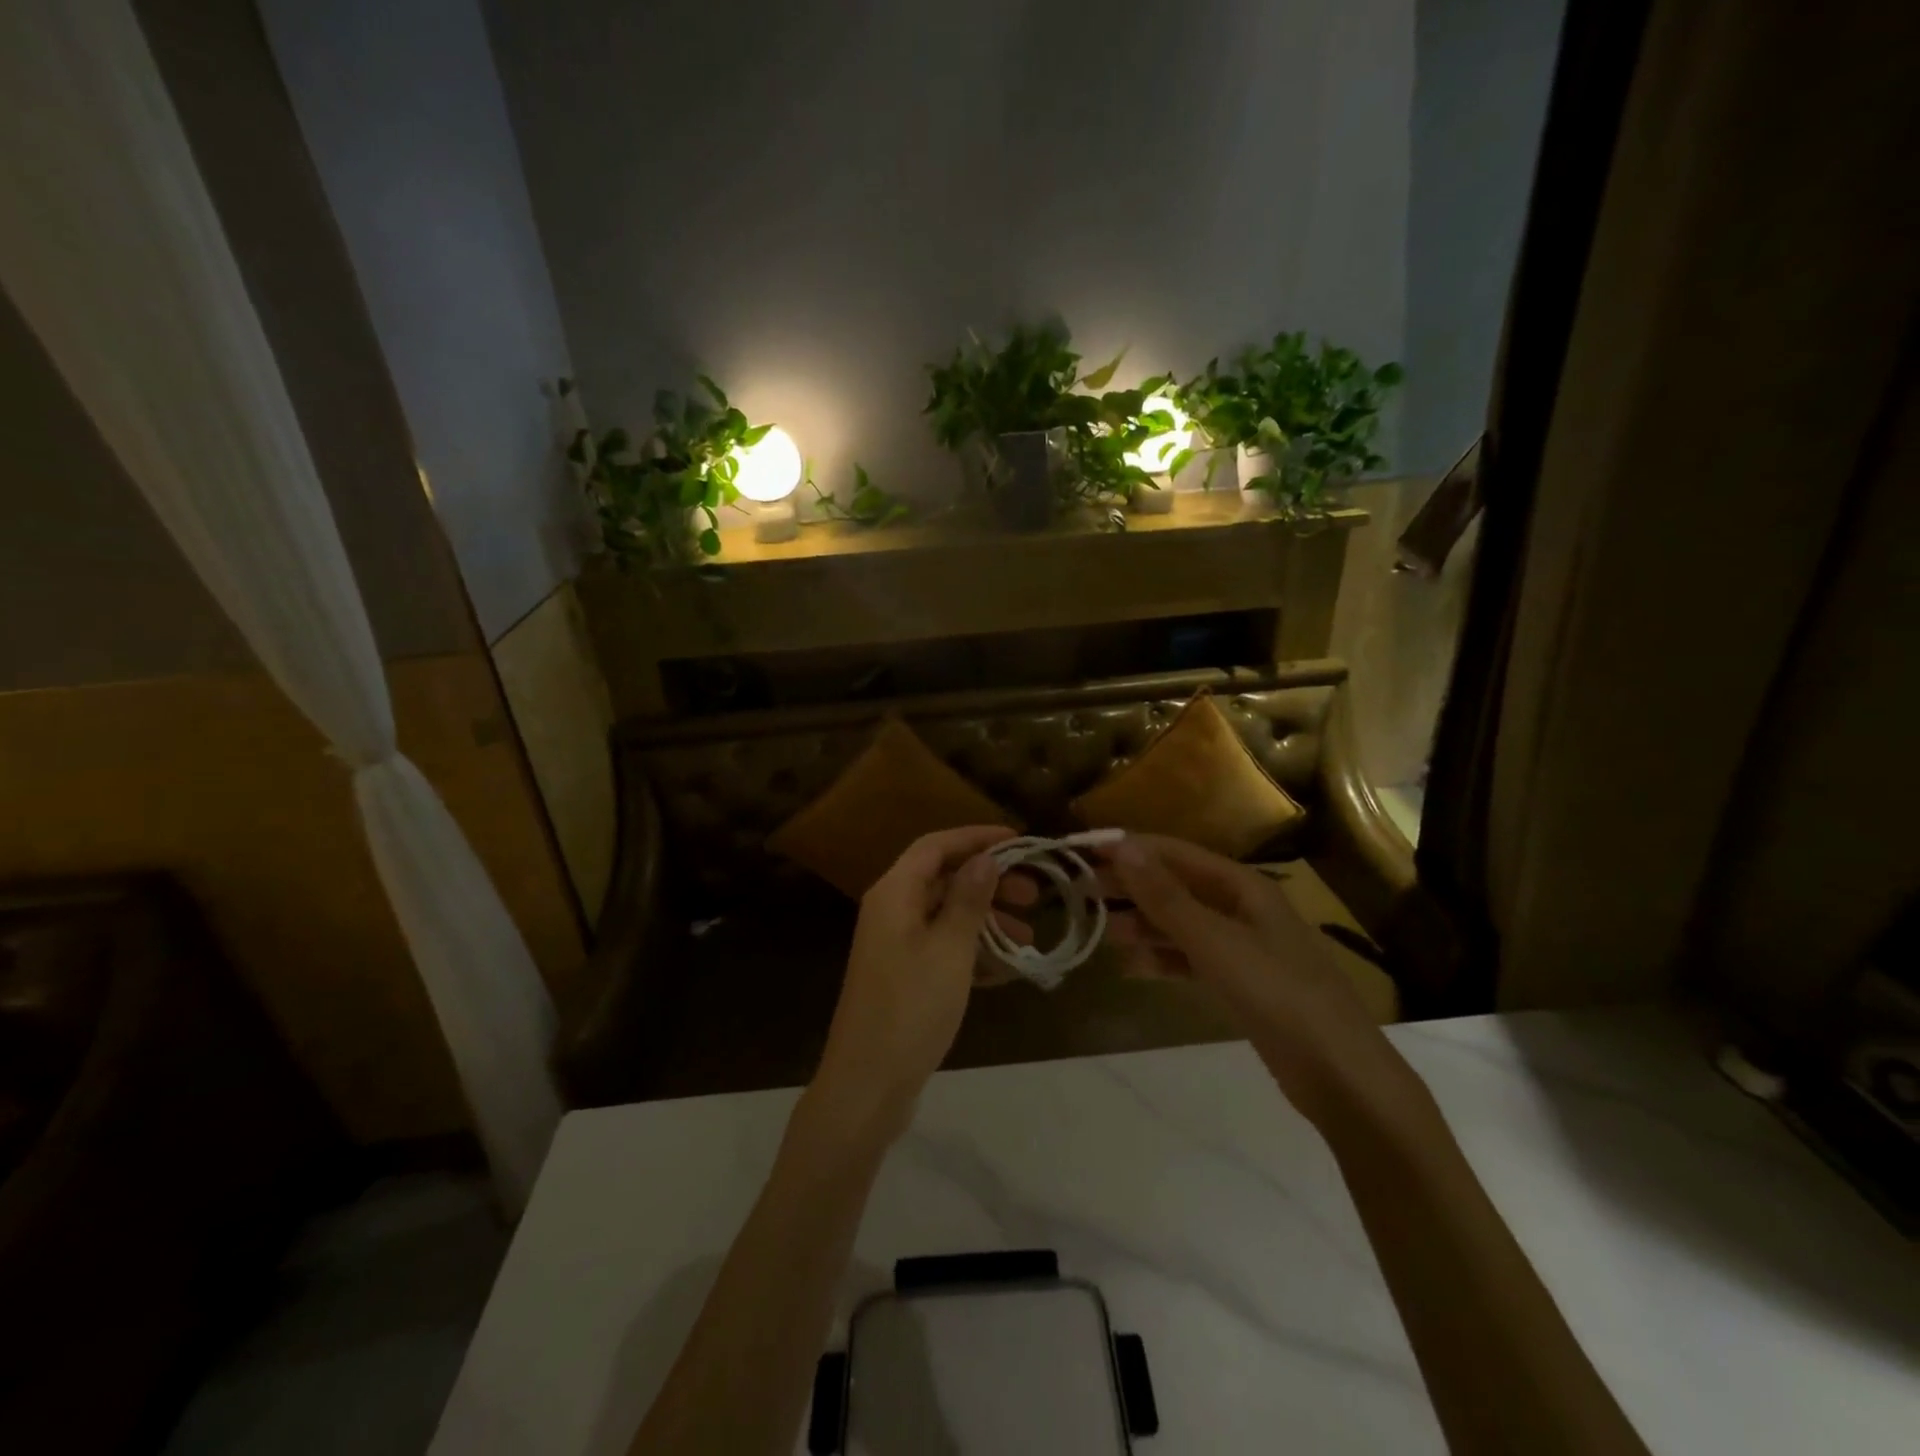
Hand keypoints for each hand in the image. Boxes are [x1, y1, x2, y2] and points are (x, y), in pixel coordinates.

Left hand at [812, 826, 1021, 1137]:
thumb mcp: (949, 950)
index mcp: (894, 894)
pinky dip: (973, 950)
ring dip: (986, 919)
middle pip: (942, 878)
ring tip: (1028, 935)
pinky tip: (1006, 969)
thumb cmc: (911, 1009)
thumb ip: (968, 900)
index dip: (976, 838)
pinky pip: (943, 948)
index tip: (1019, 841)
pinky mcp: (903, 977)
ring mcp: (895, 946)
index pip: (935, 845)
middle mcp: (891, 911)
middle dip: (988, 881)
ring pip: (946, 915)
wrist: (867, 1086)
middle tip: (1033, 895)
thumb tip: (985, 858)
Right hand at [1100, 835, 1410, 1122]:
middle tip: (1081, 893)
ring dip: (1143, 924)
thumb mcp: (1215, 940)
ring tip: (1100, 932)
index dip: (1131, 849)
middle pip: (1176, 886)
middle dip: (1131, 887)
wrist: (1341, 1076)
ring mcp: (1243, 947)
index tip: (1084, 852)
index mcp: (1243, 886)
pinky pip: (1191, 959)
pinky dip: (1162, 959)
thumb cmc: (1278, 993)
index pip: (1175, 852)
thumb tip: (1121, 846)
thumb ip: (1165, 896)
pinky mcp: (1241, 983)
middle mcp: (1242, 908)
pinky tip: (1131, 967)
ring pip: (1181, 924)